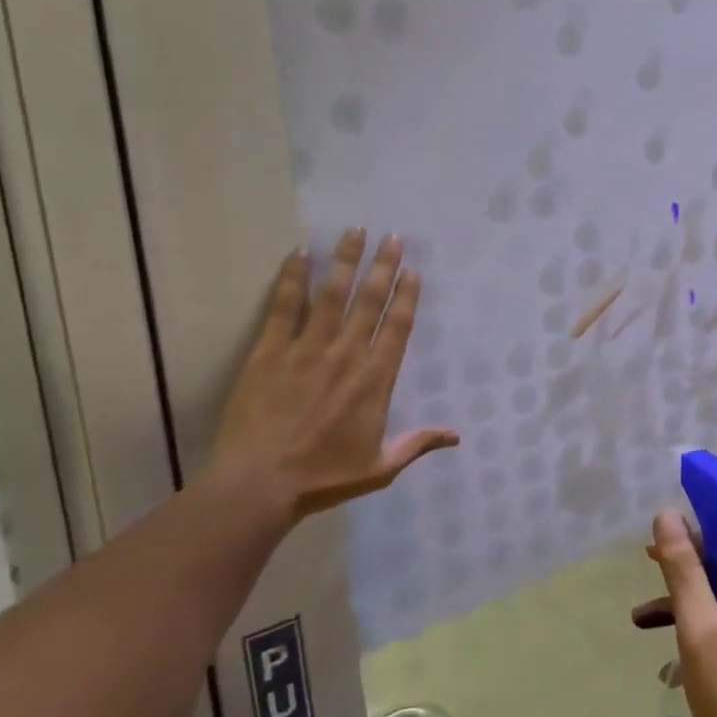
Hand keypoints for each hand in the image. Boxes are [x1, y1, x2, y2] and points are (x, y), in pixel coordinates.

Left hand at [209, 229, 457, 520]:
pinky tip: (300, 253)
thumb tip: (457, 435)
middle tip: (391, 237)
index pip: (396, 327)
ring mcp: (306, 350)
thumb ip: (417, 443)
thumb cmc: (324, 477)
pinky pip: (284, 307)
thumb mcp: (380, 467)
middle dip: (382, 266)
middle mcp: (345, 355)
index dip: (406, 296)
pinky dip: (292, 278)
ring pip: (331, 295)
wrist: (260, 485)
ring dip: (345, 261)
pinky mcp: (269, 352)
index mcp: (375, 380)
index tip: (412, 270)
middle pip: (369, 301)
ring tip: (354, 232)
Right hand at [632, 511, 716, 716]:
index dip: (706, 524)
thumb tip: (667, 515)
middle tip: (648, 565)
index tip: (668, 526)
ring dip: (692, 605)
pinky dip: (708, 634)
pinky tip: (671, 661)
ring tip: (643, 617)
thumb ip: (685, 570)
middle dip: (691, 567)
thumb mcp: (703, 632)